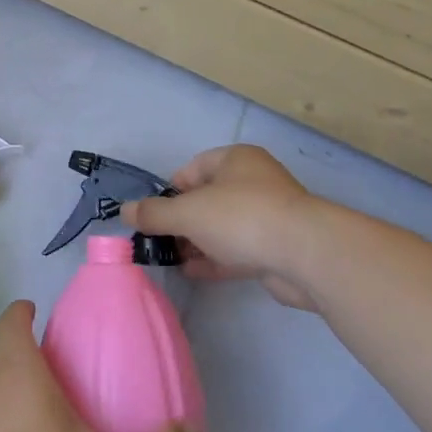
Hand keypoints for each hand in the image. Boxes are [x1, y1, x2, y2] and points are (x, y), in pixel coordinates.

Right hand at [120, 145, 319, 308]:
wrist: (307, 255)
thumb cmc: (241, 217)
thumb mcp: (187, 212)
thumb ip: (153, 213)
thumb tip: (124, 212)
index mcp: (236, 160)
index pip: (193, 168)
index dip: (171, 190)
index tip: (154, 213)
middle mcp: (254, 182)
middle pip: (208, 199)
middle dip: (182, 220)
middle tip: (160, 240)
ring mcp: (269, 216)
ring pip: (223, 226)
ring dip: (198, 242)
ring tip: (172, 259)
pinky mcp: (277, 248)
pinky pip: (238, 250)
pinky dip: (215, 259)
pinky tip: (193, 272)